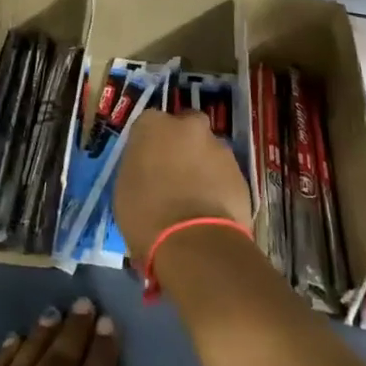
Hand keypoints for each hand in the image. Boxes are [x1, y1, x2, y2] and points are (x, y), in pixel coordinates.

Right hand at [115, 109, 253, 260]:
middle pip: (185, 127)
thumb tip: (148, 170)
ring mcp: (218, 147)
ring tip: (194, 197)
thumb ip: (139, 167)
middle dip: (182, 144)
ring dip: (202, 165)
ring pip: (208, 150)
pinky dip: (218, 185)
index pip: (149, 123)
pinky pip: (224, 174)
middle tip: (174, 173)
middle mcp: (188, 126)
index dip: (149, 143)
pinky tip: (211, 209)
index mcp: (152, 125)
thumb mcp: (125, 187)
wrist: (194, 241)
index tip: (147, 162)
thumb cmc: (146, 214)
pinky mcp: (240, 172)